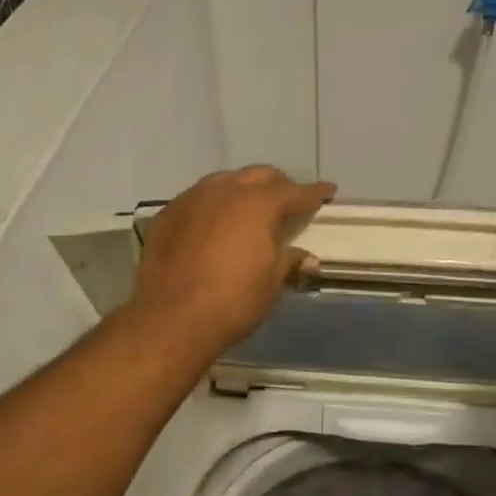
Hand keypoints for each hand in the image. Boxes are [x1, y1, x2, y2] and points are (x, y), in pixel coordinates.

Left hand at [129, 167, 336, 353]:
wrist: (171, 319)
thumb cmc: (232, 302)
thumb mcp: (271, 284)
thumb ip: (290, 262)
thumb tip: (308, 259)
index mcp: (257, 204)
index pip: (294, 192)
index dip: (315, 192)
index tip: (328, 190)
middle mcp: (224, 191)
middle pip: (258, 176)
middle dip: (278, 185)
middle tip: (289, 200)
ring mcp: (191, 199)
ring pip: (224, 181)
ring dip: (243, 189)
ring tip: (251, 207)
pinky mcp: (167, 215)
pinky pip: (197, 198)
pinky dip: (214, 204)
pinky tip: (215, 222)